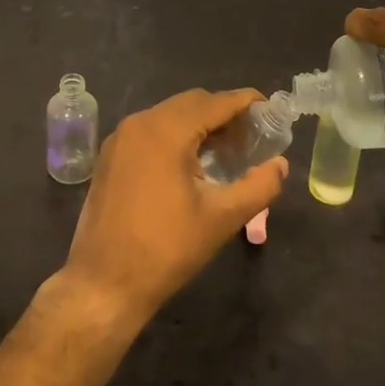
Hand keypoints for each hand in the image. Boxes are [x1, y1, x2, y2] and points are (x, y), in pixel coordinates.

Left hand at [60, 89, 287, 324]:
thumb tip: (280, 165)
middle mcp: (140, 122)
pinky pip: (150, 130)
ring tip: (227, 151)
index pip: (215, 102)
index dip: (245, 102)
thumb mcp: (222, 219)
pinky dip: (176, 135)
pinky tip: (192, 163)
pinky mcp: (111, 156)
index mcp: (166, 130)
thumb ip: (259, 186)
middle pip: (191, 103)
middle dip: (224, 114)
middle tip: (251, 138)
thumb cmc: (166, 249)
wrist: (103, 283)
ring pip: (170, 115)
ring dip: (199, 124)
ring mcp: (120, 138)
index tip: (270, 110)